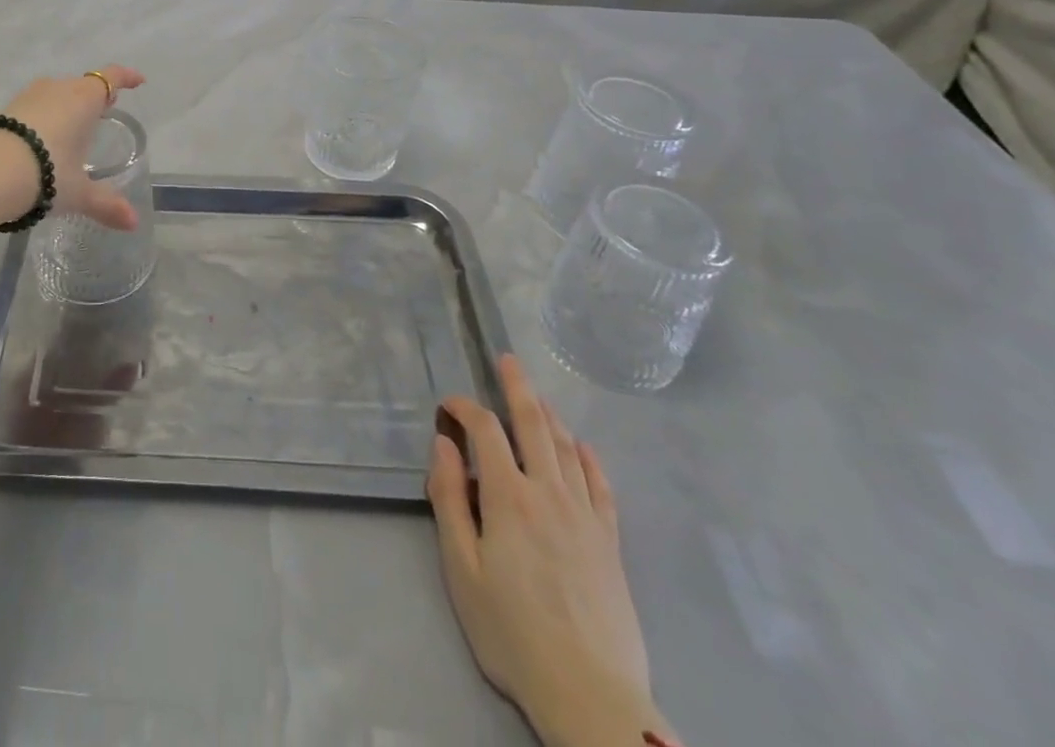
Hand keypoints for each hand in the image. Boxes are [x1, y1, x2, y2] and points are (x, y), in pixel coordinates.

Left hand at [2, 66, 144, 229]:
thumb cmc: (46, 173)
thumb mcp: (78, 193)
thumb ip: (106, 205)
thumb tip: (133, 223)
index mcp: (83, 99)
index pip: (110, 78)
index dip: (126, 77)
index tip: (138, 81)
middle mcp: (57, 89)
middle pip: (82, 85)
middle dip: (95, 96)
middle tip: (104, 111)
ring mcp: (27, 97)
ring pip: (55, 94)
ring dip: (66, 106)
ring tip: (72, 127)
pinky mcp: (3, 111)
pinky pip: (33, 107)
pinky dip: (42, 118)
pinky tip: (39, 141)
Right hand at [427, 355, 666, 746]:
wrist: (590, 695)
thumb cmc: (512, 632)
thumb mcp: (461, 568)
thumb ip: (448, 499)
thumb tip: (444, 444)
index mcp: (508, 497)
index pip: (484, 430)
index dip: (464, 406)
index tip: (447, 404)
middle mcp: (549, 493)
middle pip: (533, 424)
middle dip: (517, 387)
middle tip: (508, 359)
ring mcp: (585, 516)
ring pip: (567, 448)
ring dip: (550, 416)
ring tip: (537, 397)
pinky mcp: (610, 542)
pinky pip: (601, 486)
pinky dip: (589, 459)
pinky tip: (582, 447)